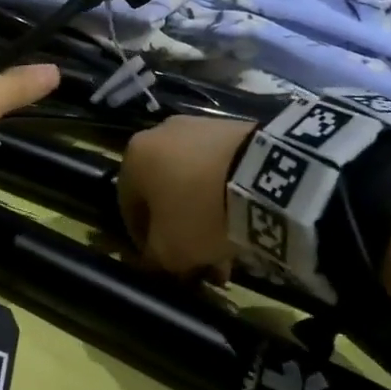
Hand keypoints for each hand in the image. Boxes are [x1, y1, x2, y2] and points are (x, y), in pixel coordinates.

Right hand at [118, 115, 256, 281]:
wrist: (263, 175)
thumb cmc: (199, 212)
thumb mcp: (168, 250)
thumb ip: (153, 257)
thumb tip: (154, 258)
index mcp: (133, 157)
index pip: (128, 206)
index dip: (143, 240)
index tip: (162, 263)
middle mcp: (159, 134)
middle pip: (164, 193)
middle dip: (179, 230)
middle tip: (199, 261)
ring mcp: (198, 127)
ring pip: (193, 181)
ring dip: (204, 215)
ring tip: (228, 249)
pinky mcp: (233, 127)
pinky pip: (219, 167)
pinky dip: (225, 194)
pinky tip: (244, 221)